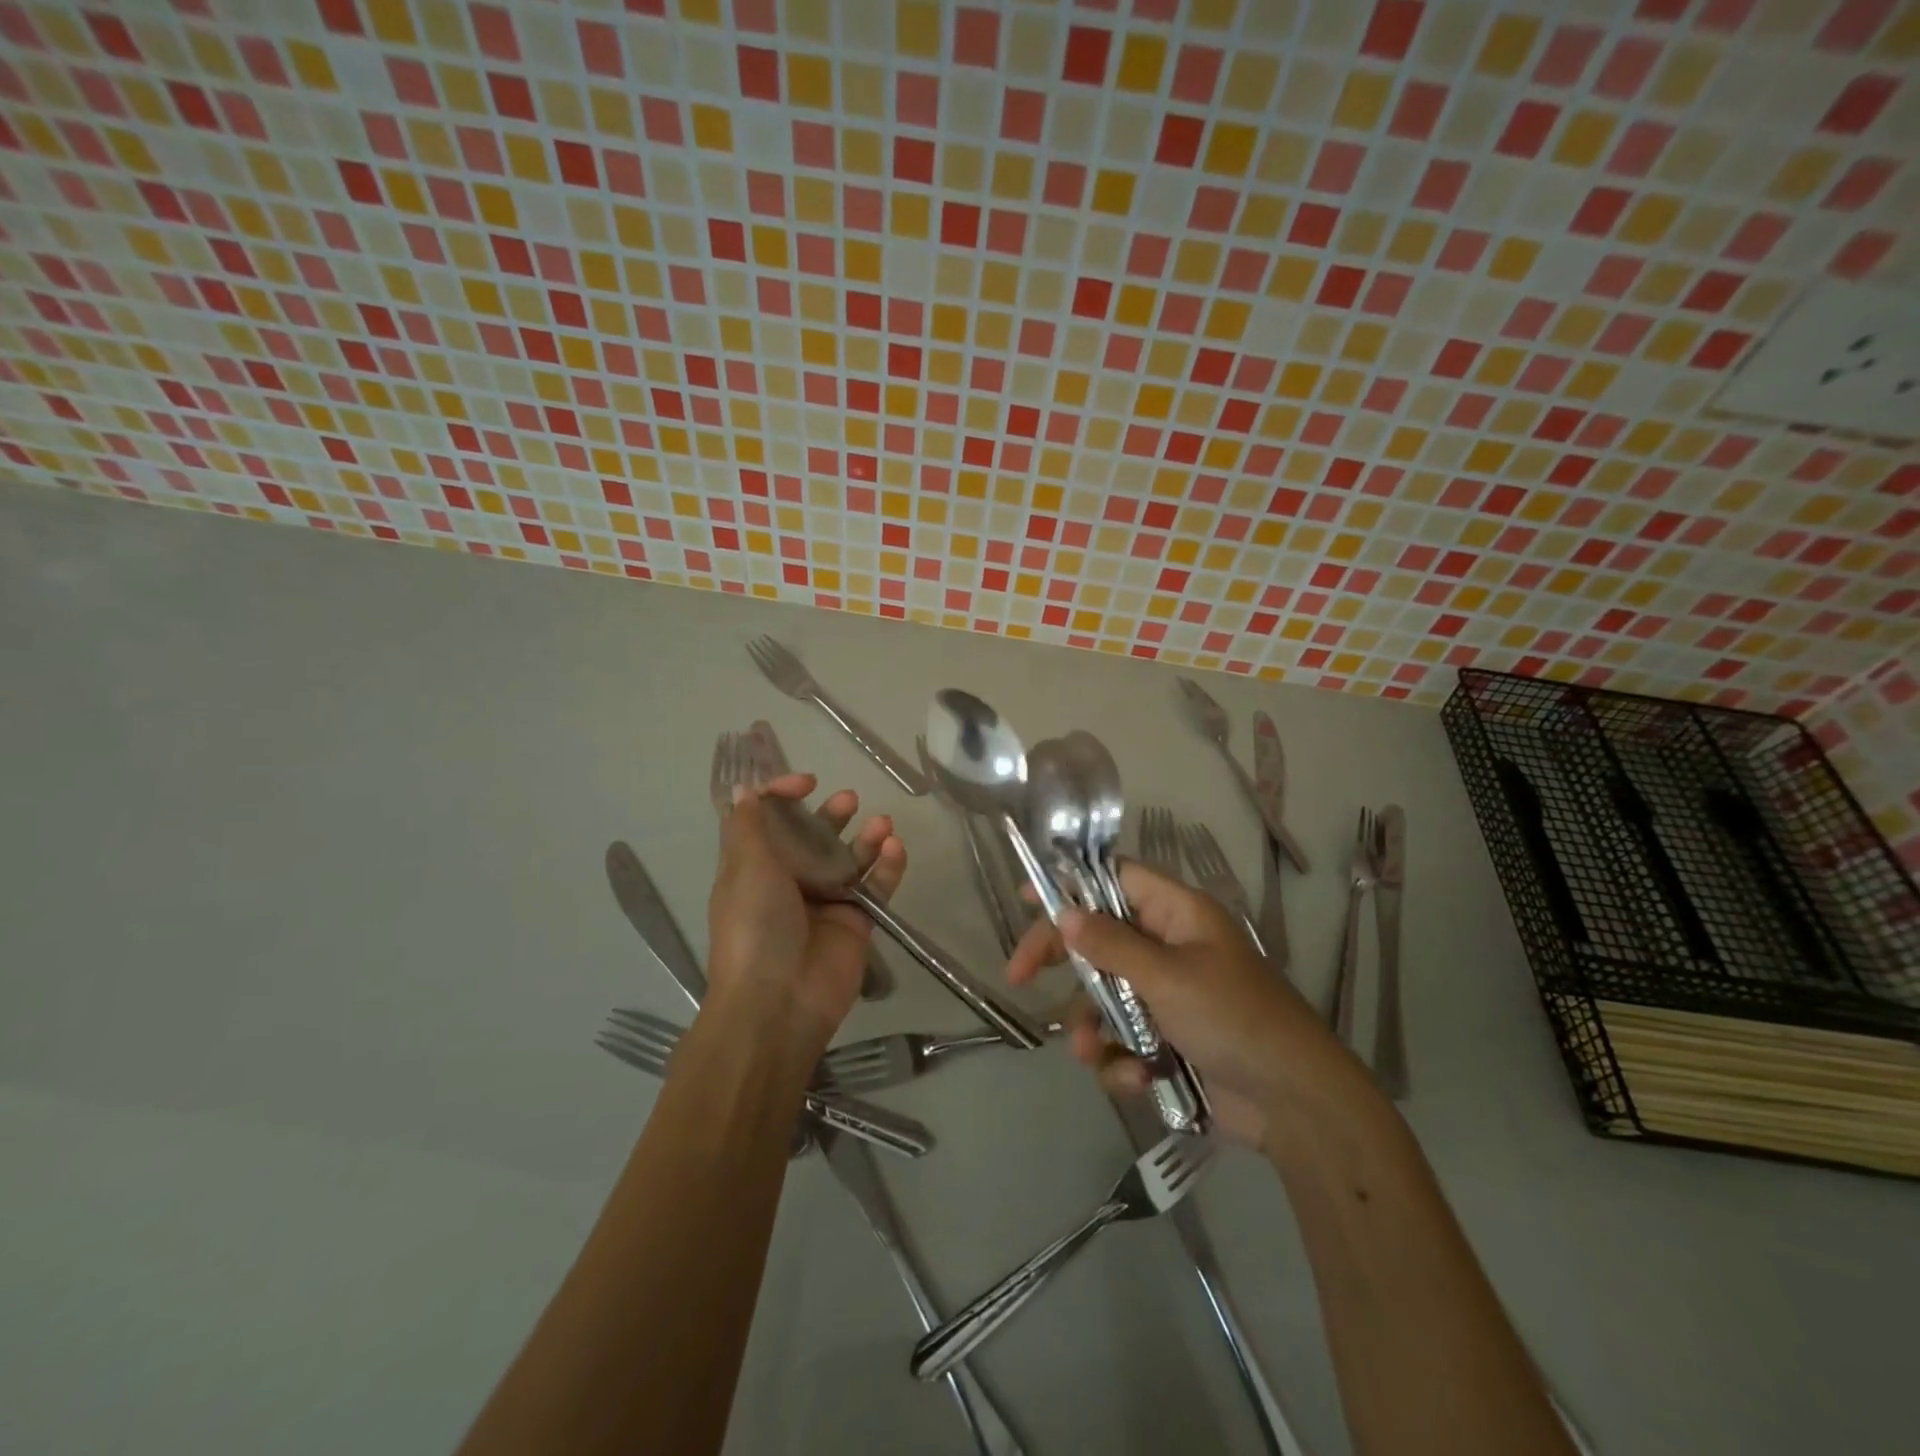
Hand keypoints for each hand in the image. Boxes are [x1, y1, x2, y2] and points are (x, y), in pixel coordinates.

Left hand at [705, 773, 903, 1067]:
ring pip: (850, 858)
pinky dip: (888, 866)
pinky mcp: (857, 921)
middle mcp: (790, 880)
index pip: (768, 820)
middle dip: (831, 814)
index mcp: (755, 866)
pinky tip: (895, 848)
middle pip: (814, 836)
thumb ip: (750, 826)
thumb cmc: (755, 927)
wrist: (780, 1002)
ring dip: (866, 837)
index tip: (806, 783)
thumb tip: (745, 789)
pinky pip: (876, 886)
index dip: (783, 795)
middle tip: (848, 800)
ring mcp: (826, 901)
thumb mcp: (746, 869)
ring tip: (882, 823)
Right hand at [1007, 859, 1370, 1151]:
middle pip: (1098, 939)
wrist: (1295, 1104)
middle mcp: (1169, 947)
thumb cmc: (1234, 1019)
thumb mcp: (1168, 977)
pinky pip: (1123, 1039)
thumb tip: (1065, 913)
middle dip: (1064, 963)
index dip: (1071, 883)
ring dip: (1093, 1026)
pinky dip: (1122, 1061)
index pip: (1114, 880)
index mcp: (1178, 915)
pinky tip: (1138, 1079)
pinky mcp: (1168, 1041)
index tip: (1027, 899)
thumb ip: (1111, 945)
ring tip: (1094, 1055)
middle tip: (1019, 975)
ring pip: (1104, 997)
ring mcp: (1168, 996)